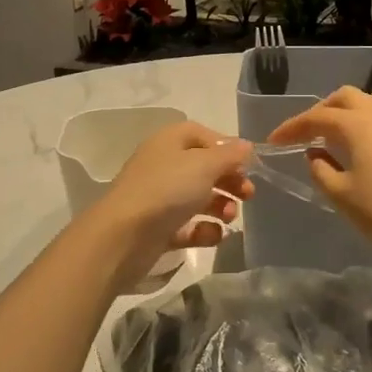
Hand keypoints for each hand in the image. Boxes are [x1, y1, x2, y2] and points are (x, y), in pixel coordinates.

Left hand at [90, 122, 253, 284]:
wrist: (123, 236)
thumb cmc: (167, 190)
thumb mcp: (204, 165)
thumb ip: (229, 155)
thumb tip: (245, 146)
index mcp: (169, 142)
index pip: (202, 135)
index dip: (226, 147)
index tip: (247, 164)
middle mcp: (163, 166)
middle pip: (203, 168)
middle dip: (229, 180)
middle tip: (248, 195)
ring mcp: (159, 198)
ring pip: (197, 198)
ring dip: (220, 206)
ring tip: (230, 217)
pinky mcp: (158, 228)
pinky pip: (187, 226)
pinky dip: (203, 230)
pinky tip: (213, 235)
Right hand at [266, 87, 371, 264]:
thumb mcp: (342, 196)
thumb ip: (321, 171)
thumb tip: (315, 155)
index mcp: (357, 125)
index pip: (316, 117)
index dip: (292, 128)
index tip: (274, 141)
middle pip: (345, 98)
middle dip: (321, 110)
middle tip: (306, 133)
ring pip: (369, 103)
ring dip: (347, 112)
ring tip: (334, 137)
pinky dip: (366, 125)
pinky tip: (362, 150)